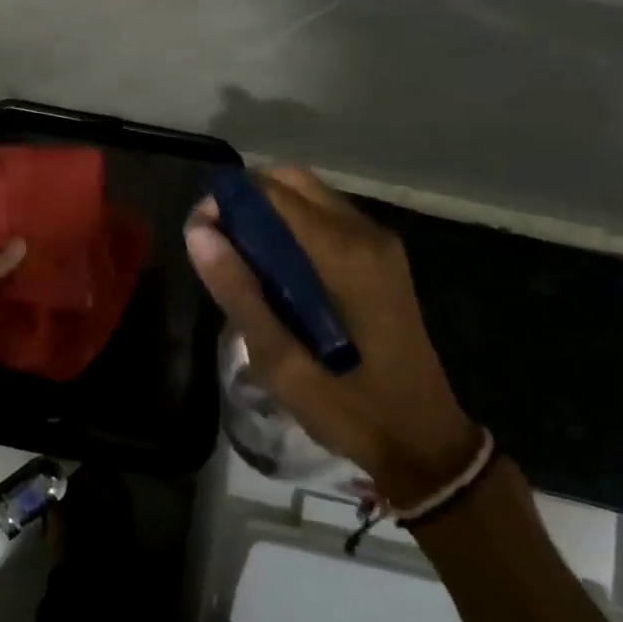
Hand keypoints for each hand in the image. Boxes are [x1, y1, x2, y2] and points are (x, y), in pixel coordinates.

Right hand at [185, 167, 479, 508]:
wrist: (424, 441)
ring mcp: (378, 242)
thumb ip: (239, 292)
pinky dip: (291, 225)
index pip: (272, 192)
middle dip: (247, 199)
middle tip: (218, 241)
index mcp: (343, 253)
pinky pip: (326, 216)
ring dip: (269, 211)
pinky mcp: (382, 256)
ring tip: (241, 257)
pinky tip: (276, 268)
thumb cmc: (349, 408)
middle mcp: (364, 232)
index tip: (200, 232)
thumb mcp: (281, 361)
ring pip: (309, 195)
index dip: (227, 200)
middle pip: (292, 180)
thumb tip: (198, 232)